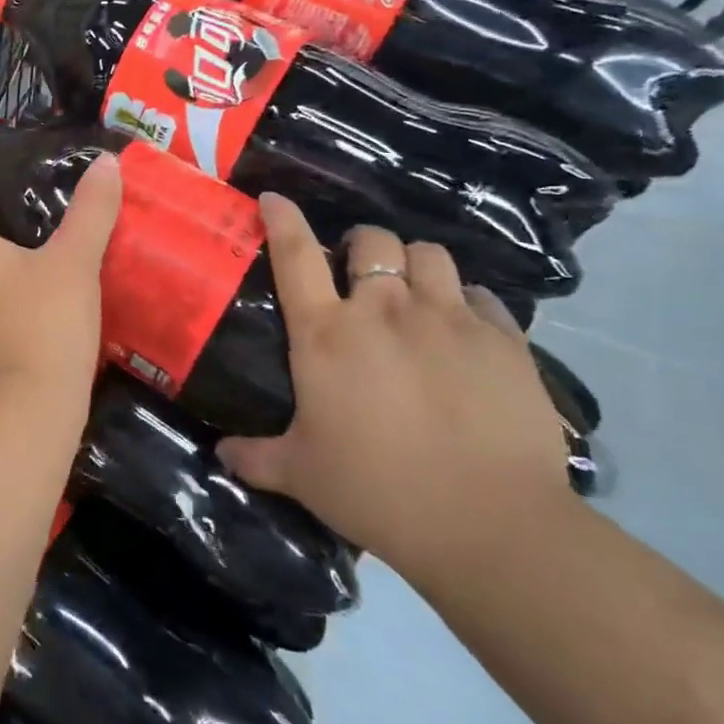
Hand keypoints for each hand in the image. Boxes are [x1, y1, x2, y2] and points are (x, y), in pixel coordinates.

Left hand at [0, 143, 120, 412]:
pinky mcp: (0, 338)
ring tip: (47, 220)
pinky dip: (25, 271)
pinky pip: (7, 289)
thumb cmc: (41, 326)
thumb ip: (91, 213)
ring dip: (5, 238)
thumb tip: (106, 163)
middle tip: (17, 180)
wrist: (31, 414)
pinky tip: (59, 272)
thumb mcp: (73, 263)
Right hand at [216, 197, 567, 582]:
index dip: (282, 218)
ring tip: (414, 292)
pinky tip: (466, 330)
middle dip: (362, 246)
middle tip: (360, 272)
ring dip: (415, 265)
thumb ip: (255, 457)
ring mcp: (450, 319)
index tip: (274, 198)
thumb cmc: (378, 490)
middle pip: (373, 240)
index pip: (295, 254)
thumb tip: (219, 453)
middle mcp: (385, 310)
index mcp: (327, 333)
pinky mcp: (504, 340)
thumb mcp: (301, 475)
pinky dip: (467, 302)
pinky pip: (482, 296)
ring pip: (430, 254)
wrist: (490, 525)